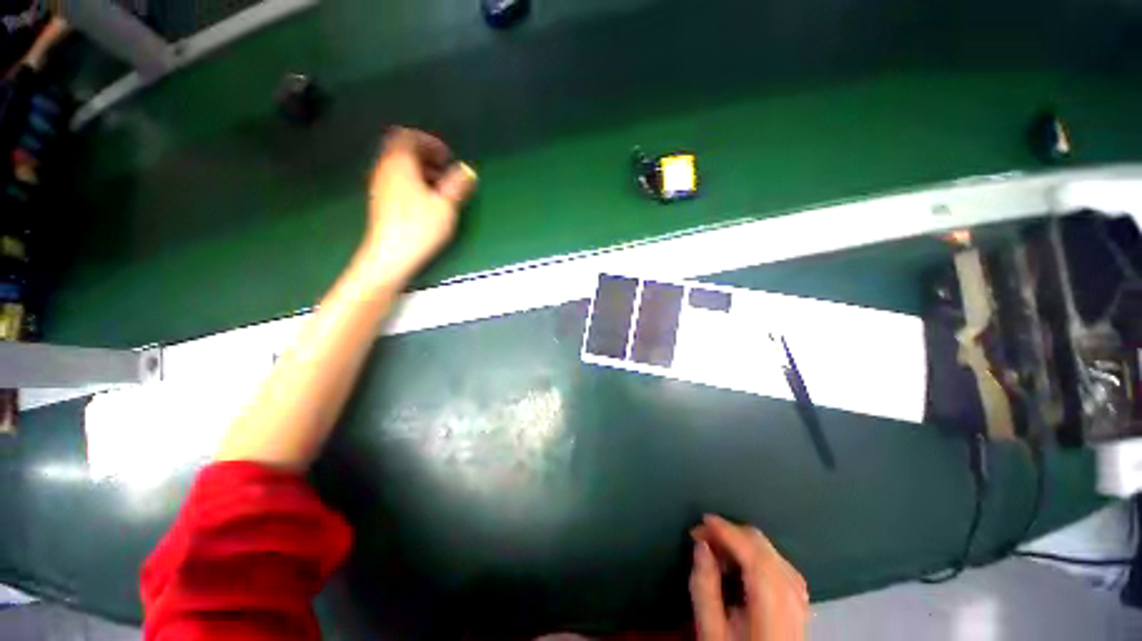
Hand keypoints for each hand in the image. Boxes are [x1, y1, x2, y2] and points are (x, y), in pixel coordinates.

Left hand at [362, 127, 476, 283]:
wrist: (391, 256)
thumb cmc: (420, 228)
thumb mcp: (446, 205)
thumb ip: (458, 185)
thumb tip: (467, 170)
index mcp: (400, 163)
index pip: (409, 137)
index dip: (430, 143)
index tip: (448, 158)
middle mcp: (385, 169)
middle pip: (402, 150)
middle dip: (426, 156)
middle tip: (445, 171)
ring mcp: (379, 185)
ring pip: (399, 166)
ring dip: (420, 170)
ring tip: (439, 188)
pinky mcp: (379, 201)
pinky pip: (396, 180)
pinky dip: (412, 182)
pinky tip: (425, 201)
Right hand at [690, 515, 808, 640]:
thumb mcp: (711, 630)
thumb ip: (704, 588)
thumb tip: (701, 545)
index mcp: (772, 608)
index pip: (753, 554)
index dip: (727, 530)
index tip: (703, 520)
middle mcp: (792, 599)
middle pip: (763, 548)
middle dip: (731, 532)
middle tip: (703, 536)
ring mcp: (800, 600)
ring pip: (772, 551)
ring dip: (742, 541)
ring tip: (717, 548)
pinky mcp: (799, 601)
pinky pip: (780, 563)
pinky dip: (757, 553)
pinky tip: (741, 560)